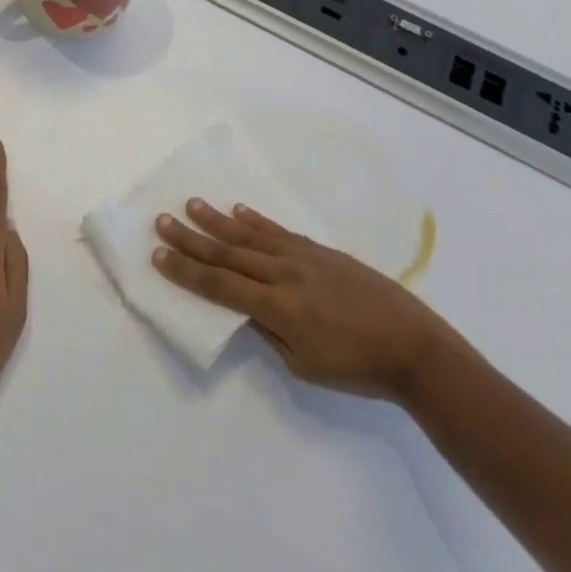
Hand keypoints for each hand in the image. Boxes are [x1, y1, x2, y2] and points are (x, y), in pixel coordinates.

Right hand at [153, 199, 452, 400]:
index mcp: (278, 308)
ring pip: (250, 236)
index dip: (186, 272)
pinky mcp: (320, 250)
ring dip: (217, 220)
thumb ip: (269, 333)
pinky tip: (238, 210)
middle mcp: (284, 274)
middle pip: (228, 254)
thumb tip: (243, 309)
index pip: (220, 286)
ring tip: (191, 204)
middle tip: (161, 221)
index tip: (158, 256)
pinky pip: (280, 231)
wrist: (412, 344)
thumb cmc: (357, 367)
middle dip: (191, 239)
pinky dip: (256, 221)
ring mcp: (303, 256)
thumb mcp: (305, 366)